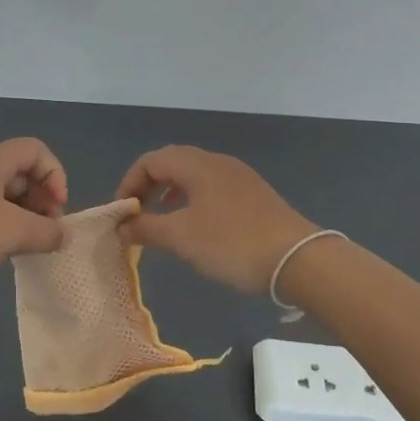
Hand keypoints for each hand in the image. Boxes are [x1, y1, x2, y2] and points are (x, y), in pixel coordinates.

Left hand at [0, 138, 67, 288]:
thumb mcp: (12, 232)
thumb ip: (46, 232)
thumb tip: (64, 235)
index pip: (36, 150)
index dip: (55, 176)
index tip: (56, 210)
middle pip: (19, 171)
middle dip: (40, 199)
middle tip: (44, 232)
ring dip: (19, 215)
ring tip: (22, 245)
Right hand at [114, 145, 320, 293]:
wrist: (298, 259)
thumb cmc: (232, 243)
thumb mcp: (181, 238)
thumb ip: (146, 228)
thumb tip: (121, 226)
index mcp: (197, 165)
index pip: (150, 161)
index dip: (129, 183)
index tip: (122, 213)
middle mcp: (217, 162)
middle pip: (172, 162)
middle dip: (148, 186)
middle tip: (137, 214)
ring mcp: (238, 177)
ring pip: (193, 175)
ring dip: (170, 193)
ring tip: (162, 220)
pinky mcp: (253, 194)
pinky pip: (211, 187)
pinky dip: (192, 200)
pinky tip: (196, 225)